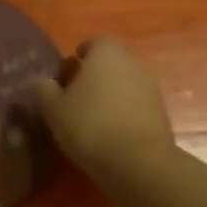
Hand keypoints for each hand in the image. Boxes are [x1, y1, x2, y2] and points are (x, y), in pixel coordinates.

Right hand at [36, 39, 176, 179]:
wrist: (139, 163)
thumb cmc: (90, 125)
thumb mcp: (53, 109)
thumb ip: (44, 90)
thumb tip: (44, 82)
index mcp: (106, 52)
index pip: (92, 43)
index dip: (78, 57)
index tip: (66, 75)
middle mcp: (132, 62)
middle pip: (110, 63)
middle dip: (94, 76)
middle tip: (76, 97)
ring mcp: (150, 87)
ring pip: (124, 84)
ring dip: (111, 96)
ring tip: (92, 119)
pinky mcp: (161, 113)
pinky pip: (136, 105)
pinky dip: (124, 113)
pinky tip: (111, 134)